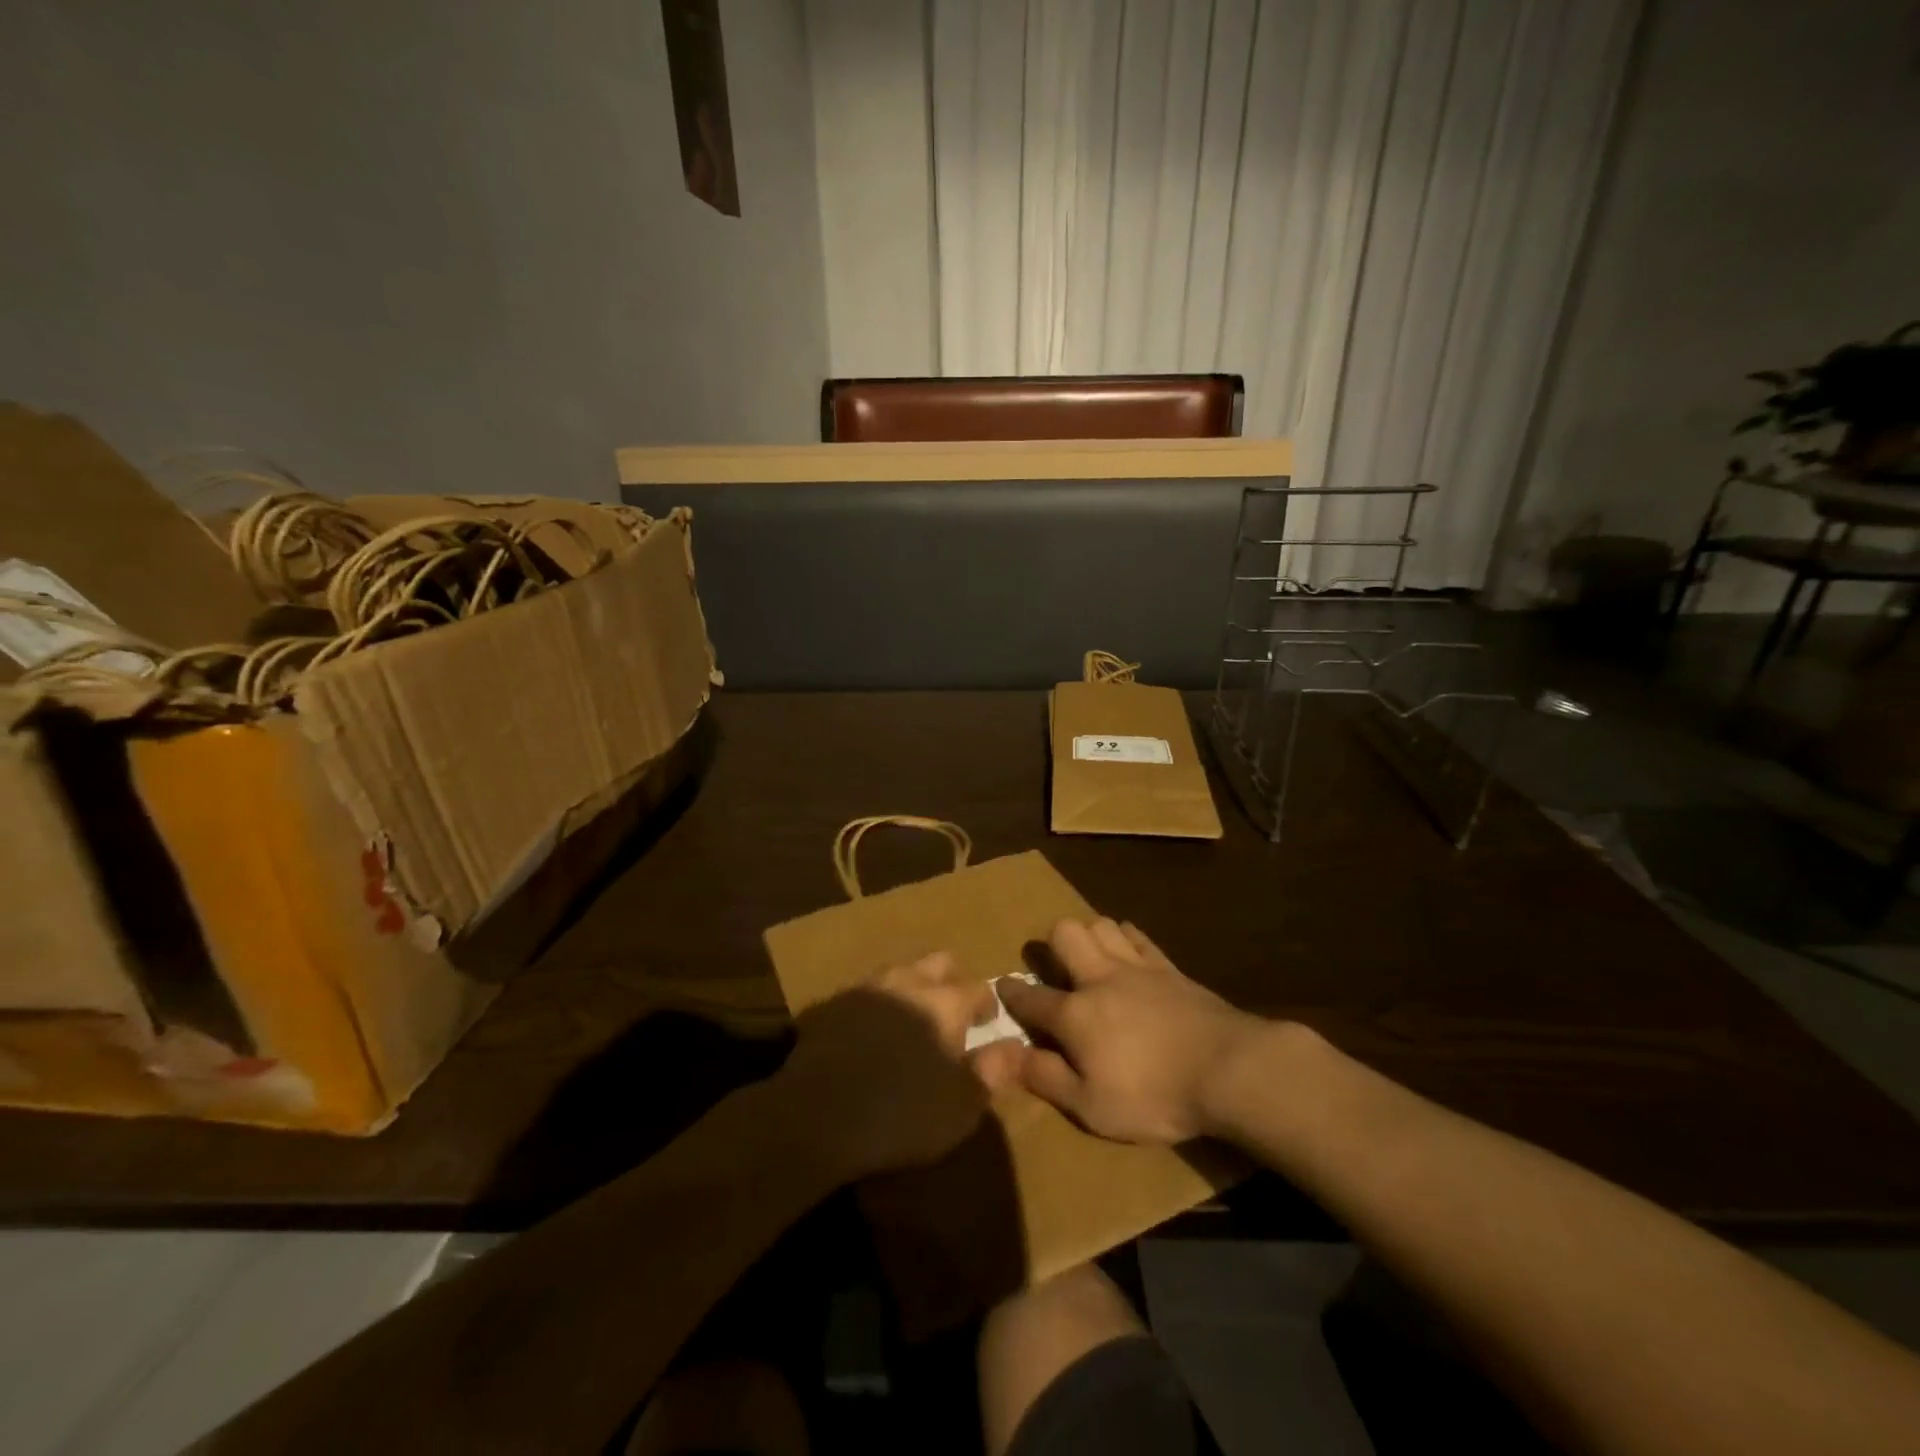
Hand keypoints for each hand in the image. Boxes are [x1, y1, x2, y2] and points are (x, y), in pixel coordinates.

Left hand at [780, 952, 1023, 1178]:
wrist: (814, 1117)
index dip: (987, 1005)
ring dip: (913, 987)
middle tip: (953, 1012)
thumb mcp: (960, 1108)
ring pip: (900, 971)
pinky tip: (872, 1032)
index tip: (989, 1022)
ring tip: (913, 1019)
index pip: (978, 988)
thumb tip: (1015, 1046)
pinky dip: (878, 1004)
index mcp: (944, 1003)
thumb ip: (992, 1072)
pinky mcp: (833, 1003)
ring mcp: (866, 989)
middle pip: (939, 962)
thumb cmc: (899, 1116)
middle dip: (952, 980)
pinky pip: (866, 993)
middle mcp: (908, 982)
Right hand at [997, 917, 1271, 1143]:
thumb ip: (1042, 1076)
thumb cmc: (1153, 1095)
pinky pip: (1138, 936)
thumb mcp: (1090, 1105)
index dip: (1012, 995)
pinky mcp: (1168, 967)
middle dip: (1051, 946)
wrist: (1227, 1068)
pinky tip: (1127, 949)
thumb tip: (994, 1056)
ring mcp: (1136, 968)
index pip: (1031, 998)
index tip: (1002, 988)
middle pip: (1064, 935)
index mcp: (1075, 1015)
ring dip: (1089, 935)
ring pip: (1100, 924)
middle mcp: (1099, 979)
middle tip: (1056, 969)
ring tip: (1091, 958)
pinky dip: (1126, 937)